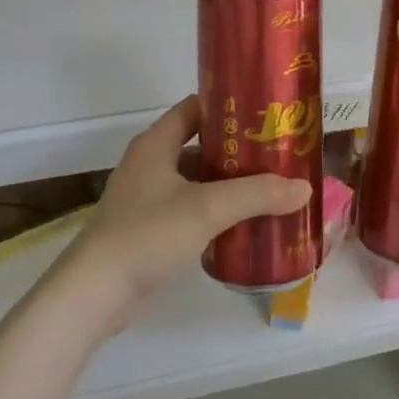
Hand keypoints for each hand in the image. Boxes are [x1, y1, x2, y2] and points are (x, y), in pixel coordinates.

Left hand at [61, 96, 311, 325]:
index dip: (227, 105)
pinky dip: (214, 212)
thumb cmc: (148, 234)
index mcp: (155, 144)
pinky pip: (188, 210)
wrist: (95, 293)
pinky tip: (242, 224)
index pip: (194, 108)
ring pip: (195, 181)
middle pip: (198, 146)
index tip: (263, 111)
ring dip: (227, 184)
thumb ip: (257, 194)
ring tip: (268, 188)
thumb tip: (303, 187)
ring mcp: (145, 199)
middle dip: (236, 150)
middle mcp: (149, 164)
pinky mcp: (147, 231)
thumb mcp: (207, 208)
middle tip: (276, 153)